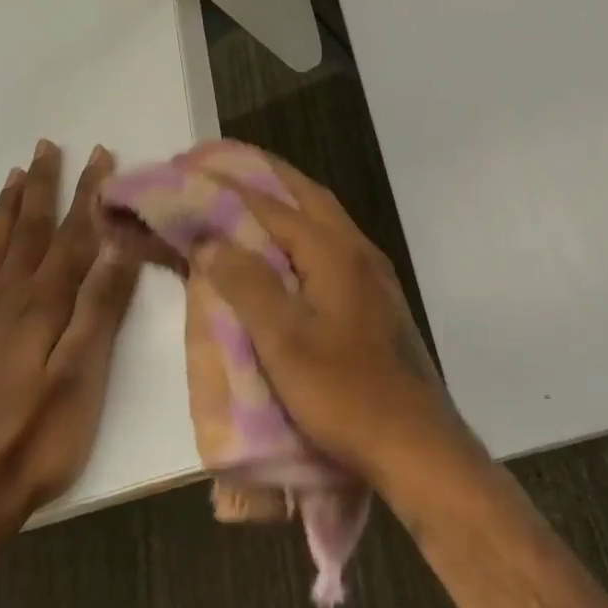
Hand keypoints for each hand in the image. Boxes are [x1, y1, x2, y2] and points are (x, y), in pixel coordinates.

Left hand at [0, 141, 139, 538]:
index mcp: (40, 305)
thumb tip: (119, 245)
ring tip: (12, 178)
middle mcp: (5, 302)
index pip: (69, 236)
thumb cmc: (42, 435)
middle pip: (25, 233)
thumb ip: (100, 306)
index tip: (100, 155)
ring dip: (4, 212)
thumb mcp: (84, 373)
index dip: (86, 194)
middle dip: (40, 187)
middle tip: (45, 146)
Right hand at [193, 154, 475, 492]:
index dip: (230, 186)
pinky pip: (331, 245)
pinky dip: (301, 231)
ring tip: (248, 195)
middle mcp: (357, 250)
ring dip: (286, 200)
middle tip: (224, 165)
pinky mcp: (376, 298)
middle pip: (307, 196)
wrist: (414, 442)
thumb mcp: (284, 341)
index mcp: (334, 252)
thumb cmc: (344, 393)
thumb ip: (247, 285)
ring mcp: (372, 274)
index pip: (273, 204)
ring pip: (324, 219)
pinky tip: (285, 251)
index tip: (193, 169)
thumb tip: (211, 240)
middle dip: (265, 175)